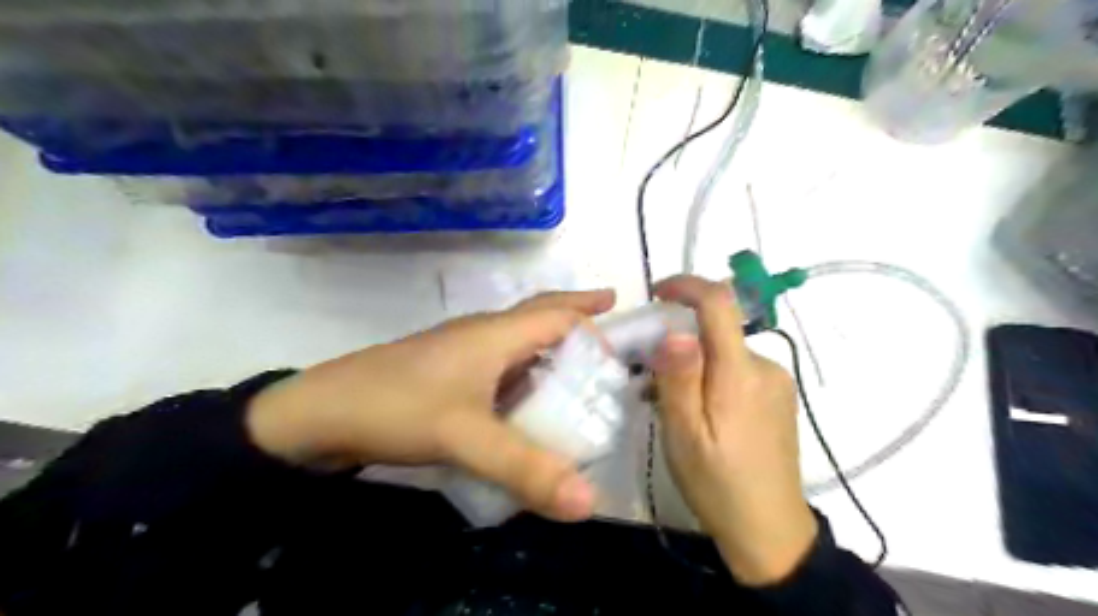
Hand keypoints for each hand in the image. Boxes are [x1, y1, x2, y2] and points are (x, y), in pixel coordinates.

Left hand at [248, 289, 616, 519]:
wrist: (318, 413)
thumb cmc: (396, 407)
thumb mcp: (465, 438)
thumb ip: (525, 468)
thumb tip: (589, 502)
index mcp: (494, 334)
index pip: (557, 314)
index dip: (592, 319)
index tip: (622, 334)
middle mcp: (482, 334)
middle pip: (539, 315)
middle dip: (577, 315)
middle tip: (610, 322)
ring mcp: (461, 353)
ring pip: (518, 341)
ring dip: (550, 347)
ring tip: (580, 370)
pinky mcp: (447, 375)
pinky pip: (500, 365)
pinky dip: (525, 374)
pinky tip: (529, 398)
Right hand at [650, 277, 813, 585]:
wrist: (771, 531)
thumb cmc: (718, 484)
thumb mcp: (685, 434)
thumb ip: (680, 379)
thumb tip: (675, 331)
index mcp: (740, 374)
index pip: (719, 304)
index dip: (687, 286)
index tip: (657, 292)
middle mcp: (765, 367)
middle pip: (718, 329)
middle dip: (680, 337)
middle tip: (650, 374)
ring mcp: (775, 382)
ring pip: (725, 351)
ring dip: (694, 362)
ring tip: (670, 401)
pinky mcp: (777, 397)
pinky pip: (737, 369)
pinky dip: (711, 375)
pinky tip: (699, 411)